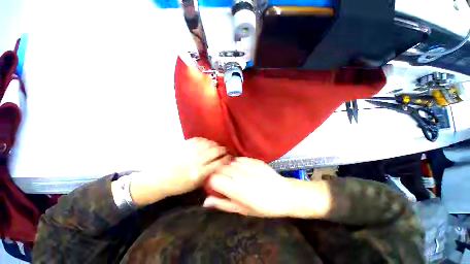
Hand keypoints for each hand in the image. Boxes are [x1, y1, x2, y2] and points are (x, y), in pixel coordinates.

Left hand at [129, 138, 229, 205]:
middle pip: (215, 150)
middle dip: (223, 150)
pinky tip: (207, 143)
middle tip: (225, 151)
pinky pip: (199, 139)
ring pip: (208, 143)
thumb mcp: (195, 185)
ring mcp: (189, 151)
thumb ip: (209, 175)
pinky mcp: (183, 145)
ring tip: (216, 146)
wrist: (158, 179)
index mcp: (199, 173)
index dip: (227, 158)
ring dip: (215, 144)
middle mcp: (196, 160)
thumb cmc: (178, 185)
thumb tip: (219, 165)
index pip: (219, 162)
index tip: (229, 157)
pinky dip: (205, 140)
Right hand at [203, 157, 293, 216]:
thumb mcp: (241, 210)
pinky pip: (239, 159)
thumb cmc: (263, 207)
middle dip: (218, 173)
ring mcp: (247, 166)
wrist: (284, 195)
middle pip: (219, 168)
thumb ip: (222, 204)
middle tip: (223, 180)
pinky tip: (241, 169)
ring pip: (229, 162)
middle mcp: (239, 175)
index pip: (213, 178)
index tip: (214, 185)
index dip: (211, 182)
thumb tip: (206, 202)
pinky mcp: (254, 160)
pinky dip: (237, 163)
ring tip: (232, 174)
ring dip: (227, 168)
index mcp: (235, 189)